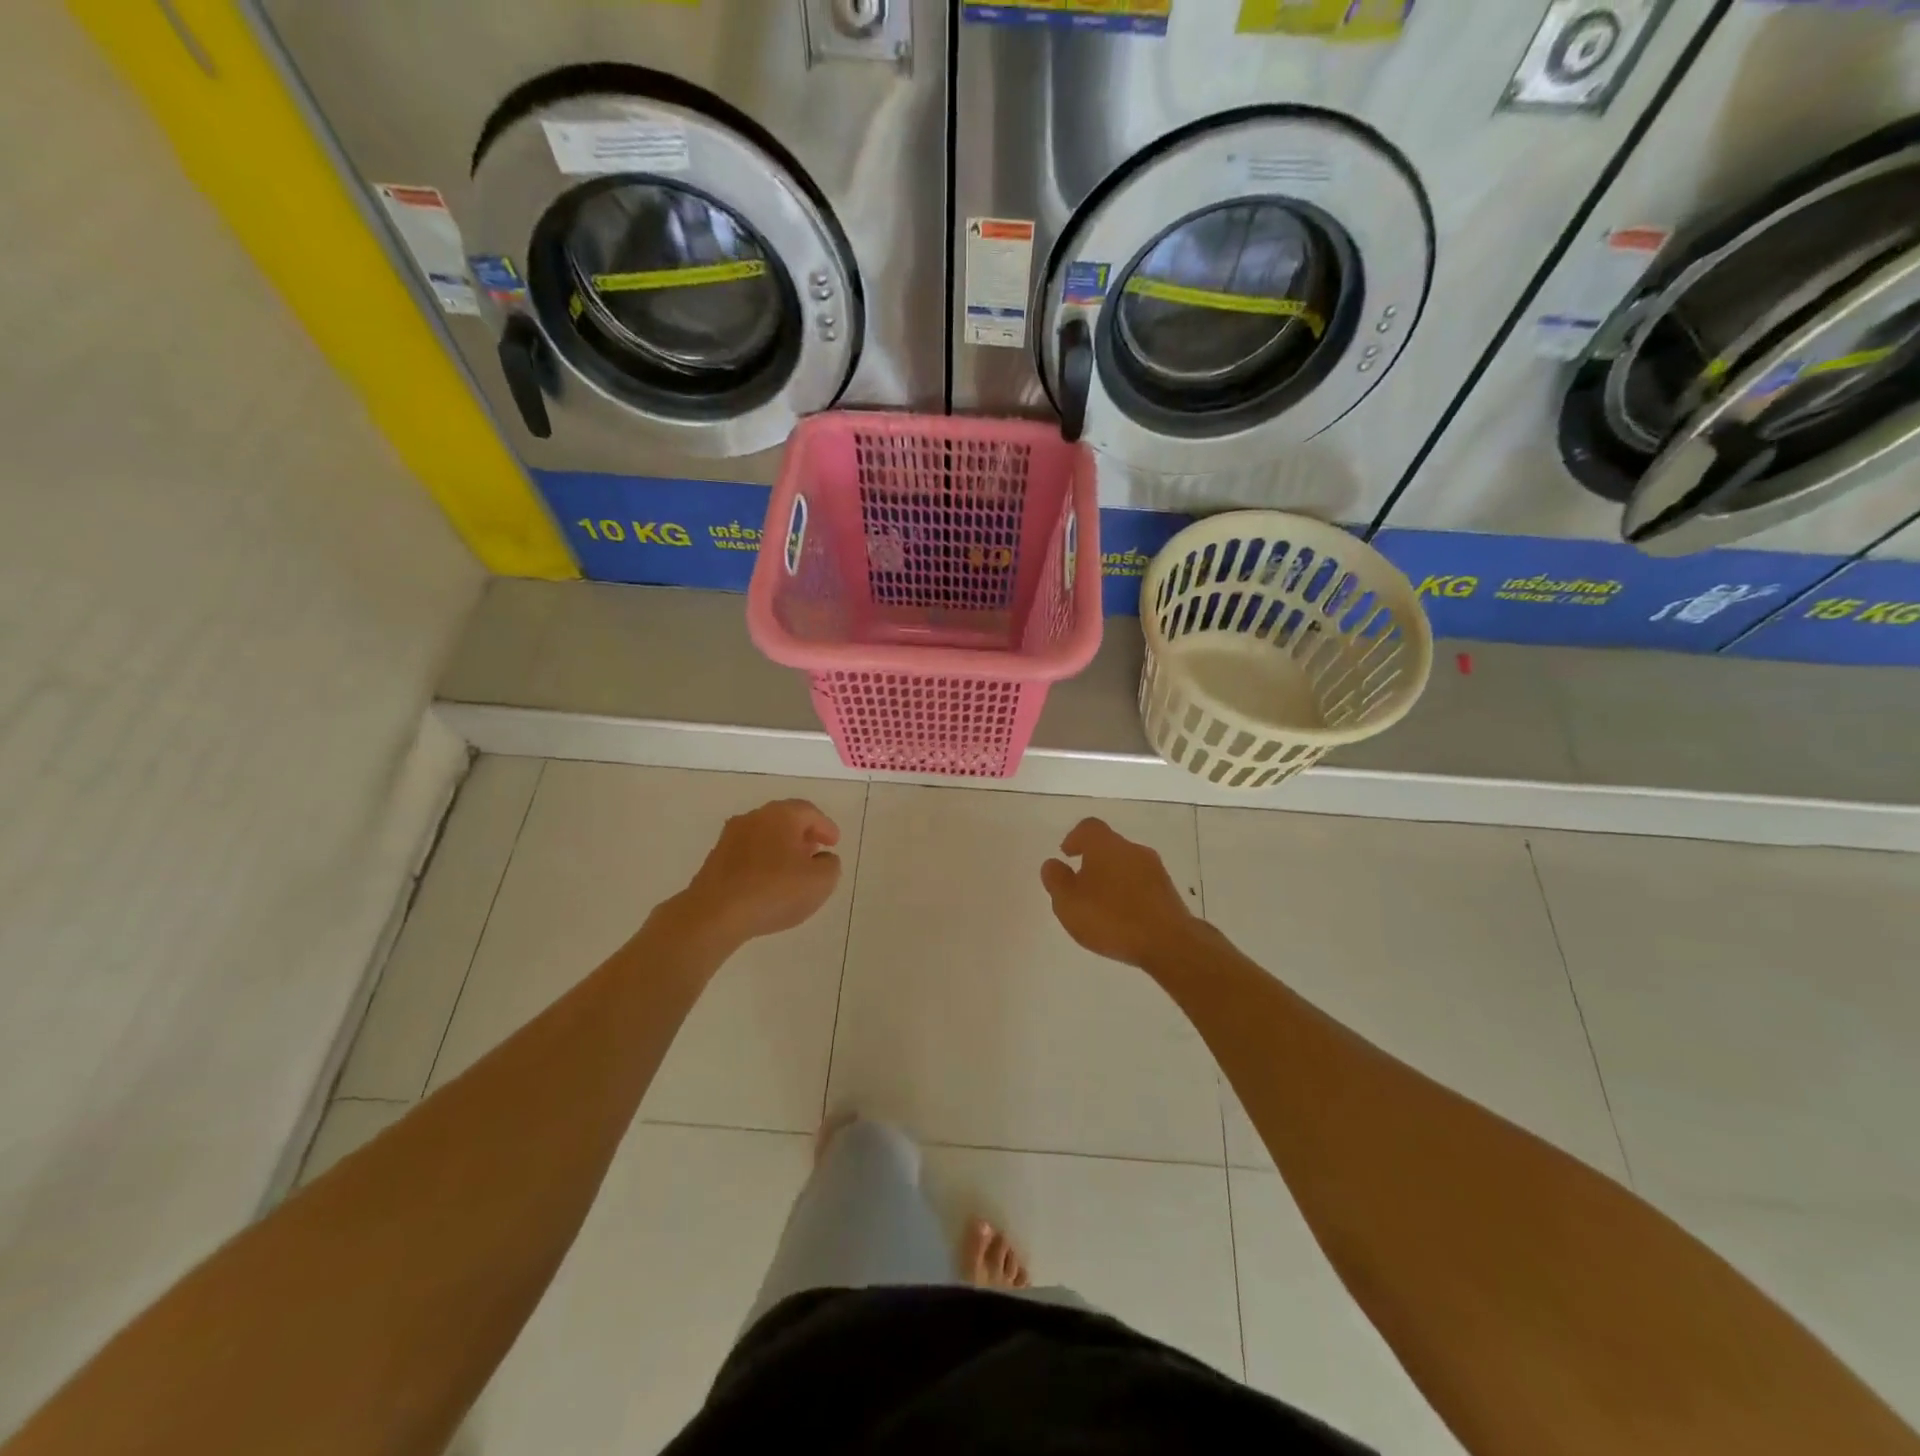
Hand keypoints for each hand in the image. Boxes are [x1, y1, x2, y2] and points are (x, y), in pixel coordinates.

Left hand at [678, 799, 841, 945]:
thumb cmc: (774, 891)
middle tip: (816, 850)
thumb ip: (830, 865)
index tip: (834, 843)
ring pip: (764, 835)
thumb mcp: (821, 881)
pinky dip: (763, 860)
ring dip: (782, 847)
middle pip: (785, 819)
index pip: (809, 812)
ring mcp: (730, 837)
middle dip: (803, 834)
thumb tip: (822, 858)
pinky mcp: (715, 859)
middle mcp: (754, 818)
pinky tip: (769, 881)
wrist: (715, 914)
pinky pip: (748, 852)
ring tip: (794, 869)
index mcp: (781, 815)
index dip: (826, 826)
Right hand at [1040, 818, 1195, 968]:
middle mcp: (1132, 849)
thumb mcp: (1068, 903)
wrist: (1169, 943)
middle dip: (1093, 861)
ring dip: (1112, 878)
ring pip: (1127, 865)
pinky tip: (1123, 918)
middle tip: (1080, 885)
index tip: (1066, 854)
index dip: (1075, 838)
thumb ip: (1056, 880)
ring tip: (1101, 906)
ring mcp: (1155, 870)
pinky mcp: (1169, 892)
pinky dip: (1129, 894)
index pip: (1088, 828)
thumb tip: (1053, 864)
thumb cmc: (1111, 917)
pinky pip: (1142, 885)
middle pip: (1109, 846)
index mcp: (1106, 845)